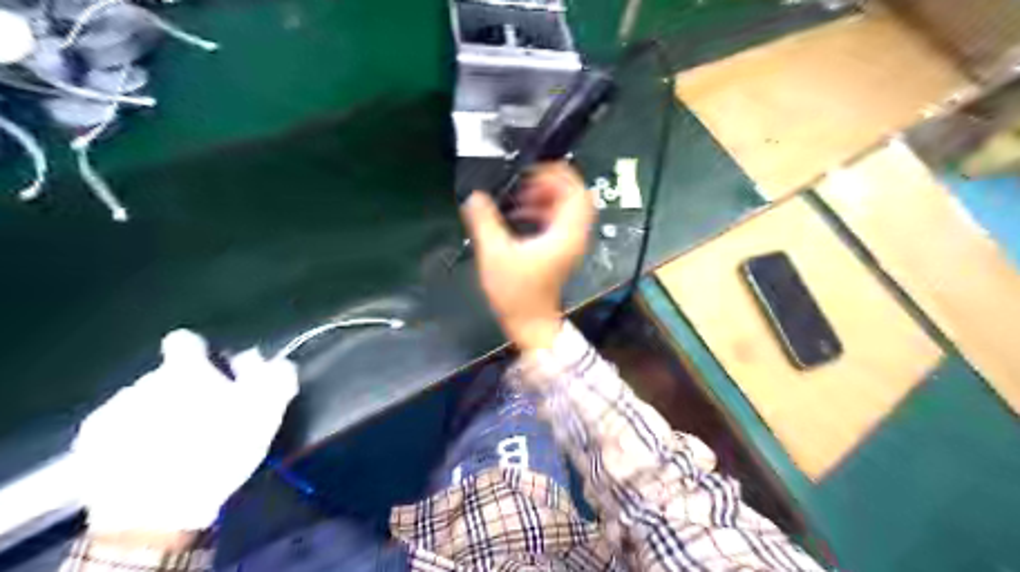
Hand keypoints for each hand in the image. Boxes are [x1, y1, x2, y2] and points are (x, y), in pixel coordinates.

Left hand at [71, 329, 299, 534]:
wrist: (157, 510)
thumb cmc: (219, 450)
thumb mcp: (266, 411)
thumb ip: (275, 376)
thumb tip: (272, 359)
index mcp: (184, 371)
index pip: (186, 340)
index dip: (200, 353)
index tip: (213, 375)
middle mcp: (142, 382)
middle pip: (166, 377)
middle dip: (183, 390)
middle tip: (205, 419)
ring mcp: (111, 413)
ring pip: (141, 402)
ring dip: (158, 413)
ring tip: (177, 444)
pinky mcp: (89, 445)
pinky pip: (116, 430)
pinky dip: (131, 438)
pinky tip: (148, 460)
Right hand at [461, 162, 594, 353]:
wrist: (530, 323)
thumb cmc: (516, 293)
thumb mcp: (495, 253)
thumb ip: (484, 222)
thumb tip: (474, 197)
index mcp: (566, 233)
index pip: (577, 191)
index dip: (558, 174)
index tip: (533, 170)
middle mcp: (574, 235)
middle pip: (574, 197)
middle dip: (550, 184)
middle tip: (525, 182)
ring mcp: (569, 244)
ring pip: (566, 209)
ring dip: (545, 198)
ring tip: (519, 198)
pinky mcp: (561, 251)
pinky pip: (558, 222)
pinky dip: (543, 212)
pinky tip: (520, 215)